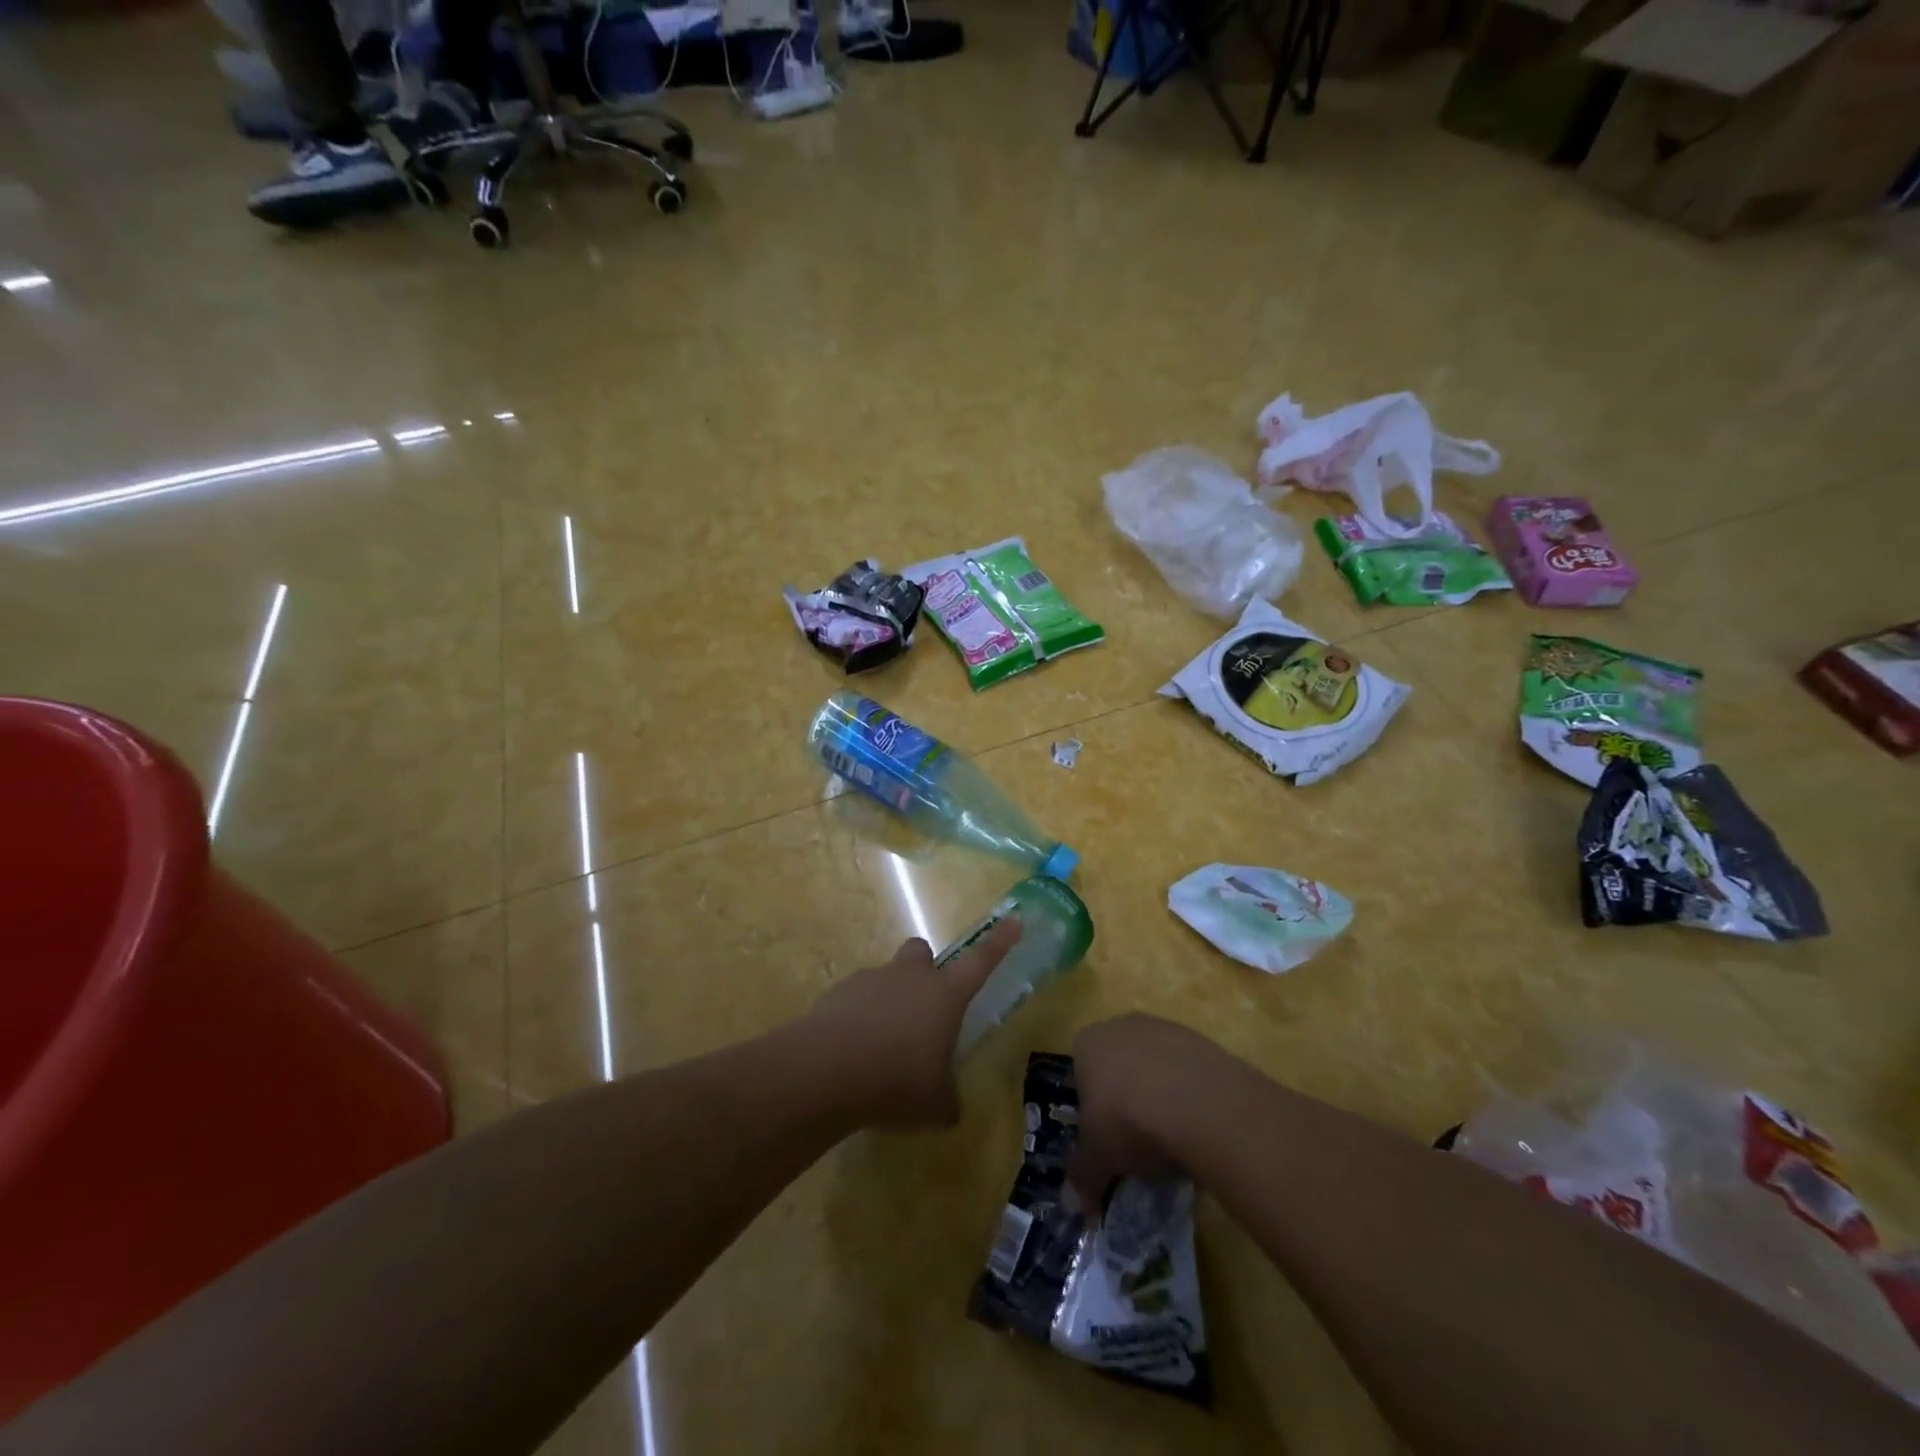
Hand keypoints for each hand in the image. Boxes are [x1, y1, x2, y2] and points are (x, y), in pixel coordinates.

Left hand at [808, 917, 1022, 1127]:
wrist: (830, 1068)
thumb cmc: (899, 1080)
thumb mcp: (936, 1102)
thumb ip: (947, 1098)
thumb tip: (949, 1106)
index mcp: (945, 994)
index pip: (981, 961)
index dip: (1000, 941)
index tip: (1014, 920)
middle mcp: (910, 976)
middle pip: (921, 952)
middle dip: (923, 969)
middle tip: (921, 1006)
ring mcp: (871, 980)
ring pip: (886, 976)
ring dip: (888, 1000)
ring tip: (879, 1046)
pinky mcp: (838, 992)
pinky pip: (854, 998)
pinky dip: (856, 1017)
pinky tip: (851, 1051)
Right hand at [1068, 1014, 1219, 1217]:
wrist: (1194, 1100)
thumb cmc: (1127, 1120)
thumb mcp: (1099, 1157)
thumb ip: (1083, 1178)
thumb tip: (1072, 1208)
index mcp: (1087, 1043)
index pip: (1080, 1071)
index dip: (1092, 1105)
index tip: (1105, 1136)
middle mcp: (1120, 1026)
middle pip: (1119, 1064)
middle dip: (1126, 1096)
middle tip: (1137, 1138)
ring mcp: (1162, 1027)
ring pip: (1155, 1065)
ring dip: (1160, 1093)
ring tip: (1171, 1135)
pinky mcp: (1199, 1039)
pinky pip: (1187, 1069)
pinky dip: (1189, 1093)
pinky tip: (1198, 1123)